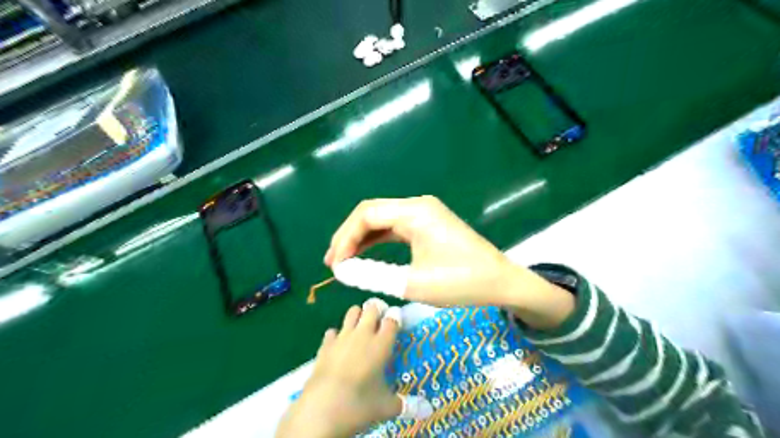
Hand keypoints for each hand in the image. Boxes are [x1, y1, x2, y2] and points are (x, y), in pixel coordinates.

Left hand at [274, 298, 400, 437]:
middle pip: (372, 307)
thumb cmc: (359, 405)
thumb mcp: (386, 407)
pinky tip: (339, 346)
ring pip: (352, 311)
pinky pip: (333, 331)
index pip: (392, 319)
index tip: (397, 320)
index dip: (396, 316)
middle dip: (377, 309)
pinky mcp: (325, 345)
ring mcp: (342, 337)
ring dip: (358, 315)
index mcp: (381, 344)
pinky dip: (337, 335)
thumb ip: (406, 404)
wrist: (321, 409)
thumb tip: (427, 410)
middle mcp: (363, 334)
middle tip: (379, 321)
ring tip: (361, 328)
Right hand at [326, 195, 574, 327]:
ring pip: (382, 219)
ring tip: (343, 260)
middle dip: (349, 236)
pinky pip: (394, 227)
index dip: (344, 238)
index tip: (334, 264)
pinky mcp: (427, 224)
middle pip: (371, 213)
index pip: (366, 215)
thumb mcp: (412, 283)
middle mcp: (417, 205)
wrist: (500, 282)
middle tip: (333, 262)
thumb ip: (372, 274)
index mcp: (415, 211)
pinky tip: (365, 254)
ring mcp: (424, 213)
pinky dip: (377, 240)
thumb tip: (342, 271)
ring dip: (361, 238)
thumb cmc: (461, 282)